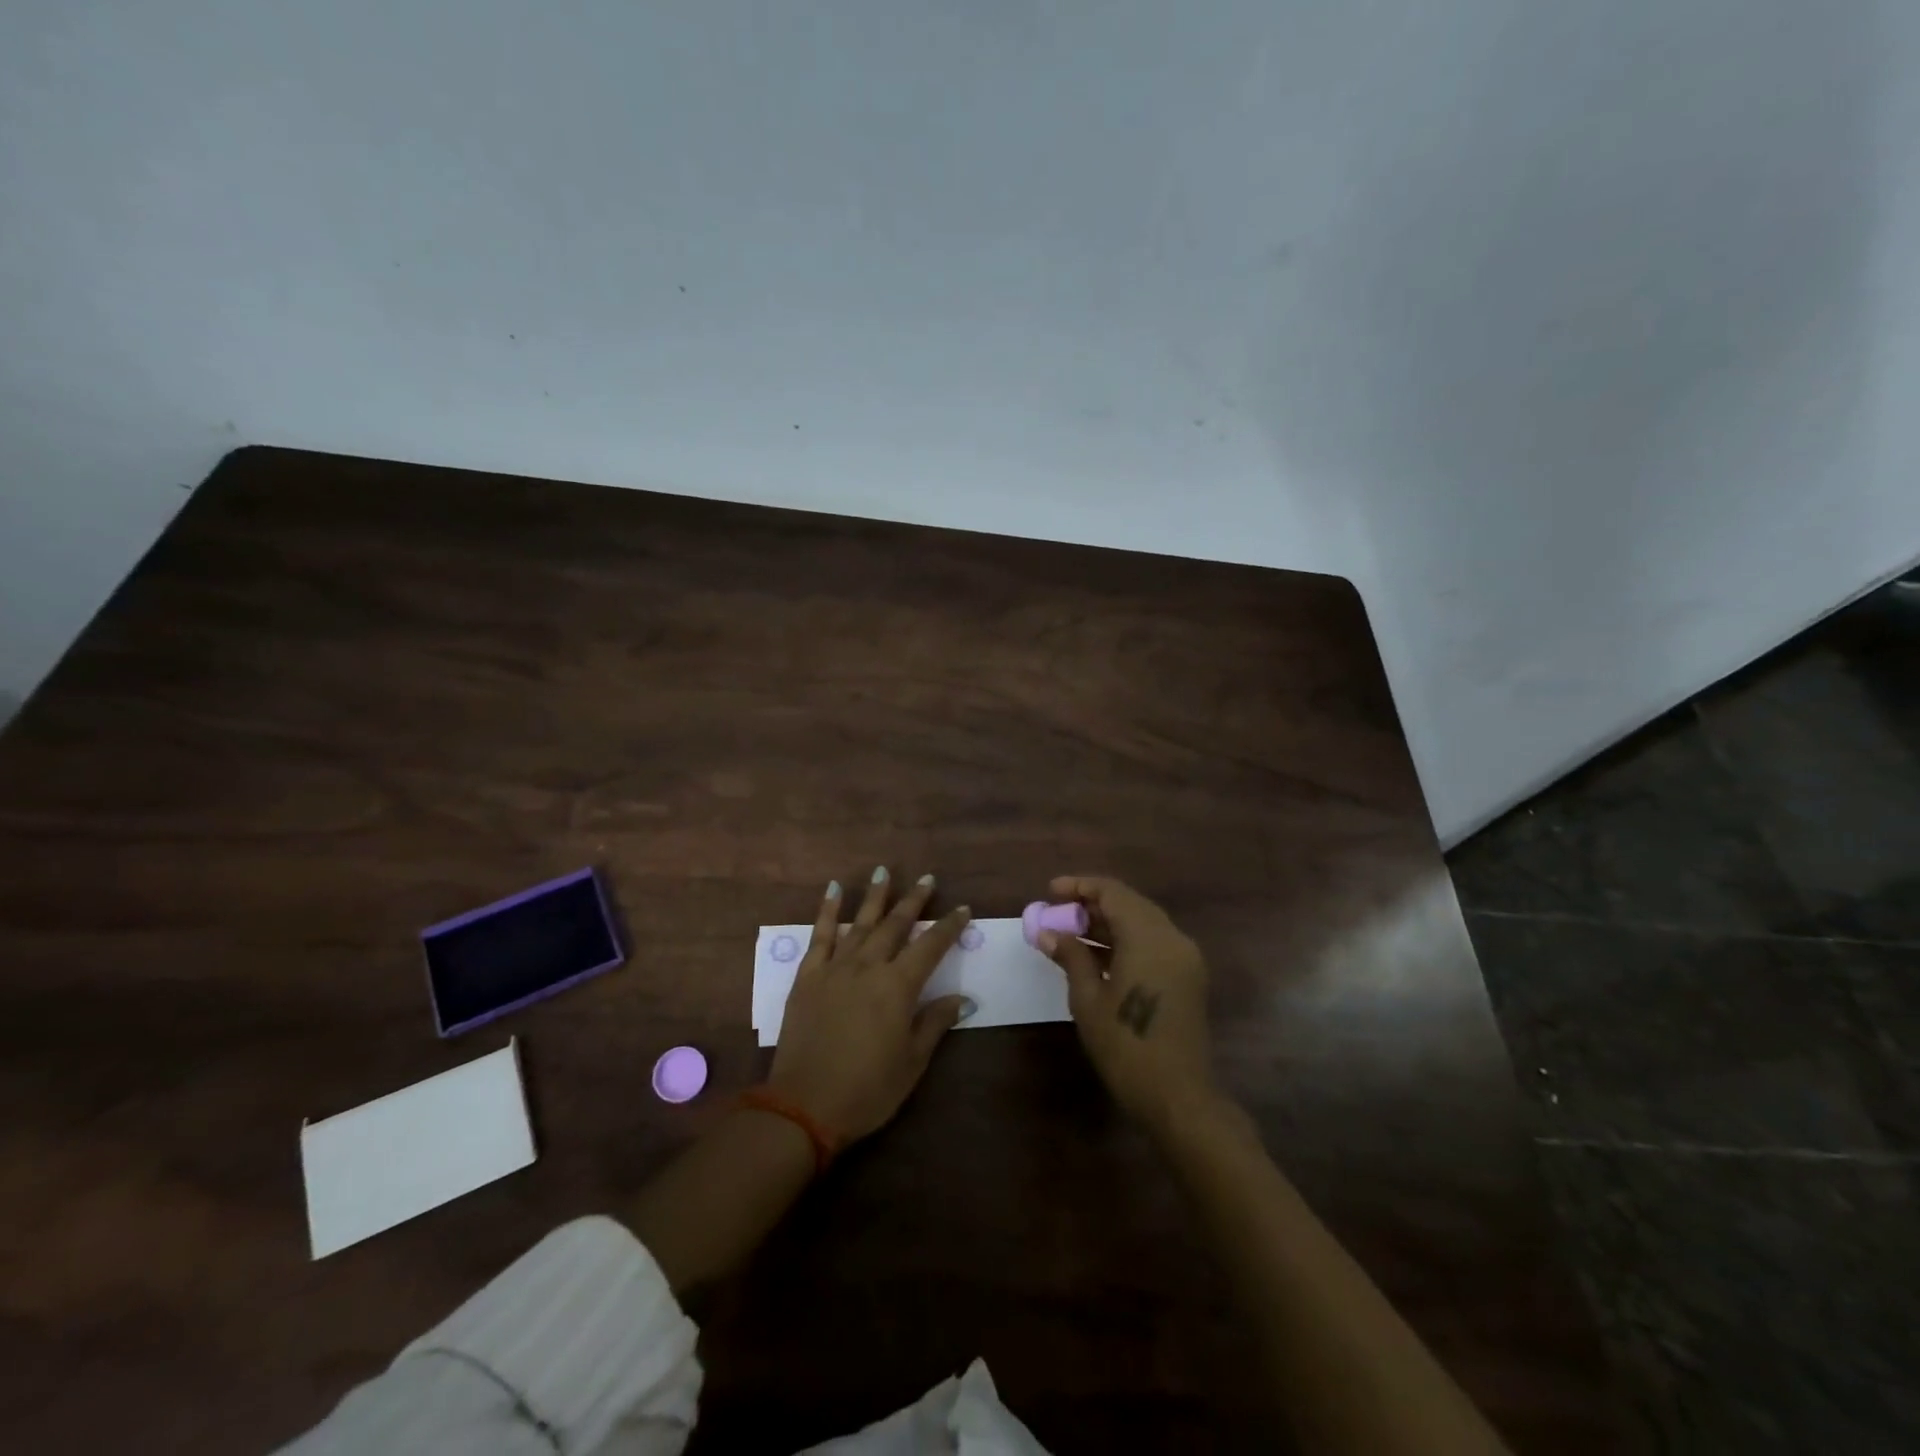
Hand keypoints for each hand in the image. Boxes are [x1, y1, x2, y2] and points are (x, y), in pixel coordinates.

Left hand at [767, 868, 974, 1144]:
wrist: (804, 1105)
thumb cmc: (867, 1089)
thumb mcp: (911, 1062)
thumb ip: (935, 1023)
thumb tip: (963, 998)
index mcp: (897, 987)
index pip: (930, 947)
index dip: (948, 927)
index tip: (963, 909)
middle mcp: (868, 967)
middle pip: (895, 925)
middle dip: (914, 900)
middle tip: (927, 879)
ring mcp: (835, 968)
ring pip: (860, 922)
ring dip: (875, 896)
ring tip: (885, 871)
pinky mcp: (807, 976)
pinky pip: (820, 936)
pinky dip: (828, 911)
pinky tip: (834, 890)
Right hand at [1038, 875, 1218, 1134]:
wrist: (1178, 1097)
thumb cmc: (1126, 1047)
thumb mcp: (1088, 1000)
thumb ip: (1071, 957)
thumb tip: (1048, 932)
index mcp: (1149, 938)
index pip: (1113, 893)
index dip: (1080, 886)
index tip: (1050, 891)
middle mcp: (1172, 938)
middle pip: (1130, 903)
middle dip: (1092, 904)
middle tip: (1058, 914)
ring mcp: (1184, 958)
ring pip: (1142, 922)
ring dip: (1108, 922)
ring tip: (1070, 933)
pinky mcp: (1187, 976)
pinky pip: (1153, 942)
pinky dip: (1126, 940)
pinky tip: (1097, 955)